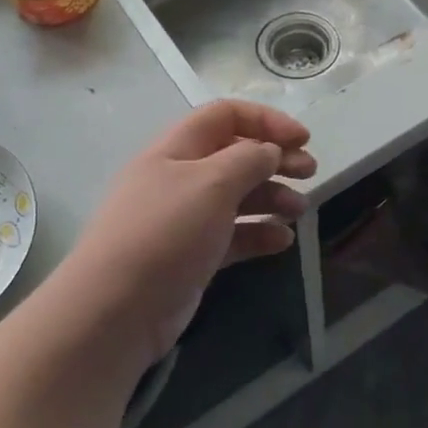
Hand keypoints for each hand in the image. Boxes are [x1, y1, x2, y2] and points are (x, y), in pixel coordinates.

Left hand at [62, 100, 315, 367]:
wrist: (116, 310)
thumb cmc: (165, 233)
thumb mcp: (211, 184)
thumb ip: (248, 159)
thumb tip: (270, 151)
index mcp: (176, 149)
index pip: (225, 116)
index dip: (266, 120)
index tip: (302, 139)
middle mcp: (180, 178)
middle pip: (235, 156)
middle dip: (276, 159)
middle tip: (311, 172)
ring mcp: (185, 219)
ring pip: (237, 197)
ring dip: (272, 198)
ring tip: (300, 211)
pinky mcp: (192, 256)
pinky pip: (233, 236)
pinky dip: (259, 234)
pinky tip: (283, 242)